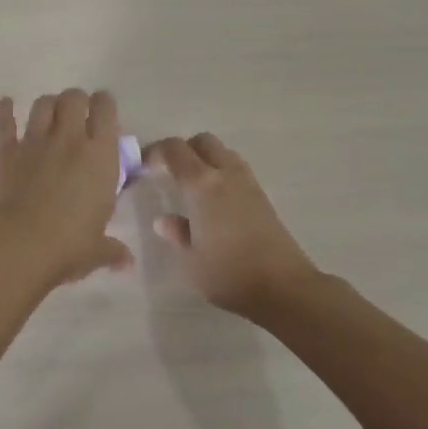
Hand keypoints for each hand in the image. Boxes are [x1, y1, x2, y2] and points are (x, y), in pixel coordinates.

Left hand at [0, 89, 131, 286]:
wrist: (19, 245)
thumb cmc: (68, 246)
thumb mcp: (97, 249)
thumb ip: (113, 250)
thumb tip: (127, 263)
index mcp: (100, 156)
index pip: (105, 110)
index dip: (104, 104)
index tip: (103, 109)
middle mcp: (69, 139)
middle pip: (73, 98)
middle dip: (76, 100)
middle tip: (77, 114)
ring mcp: (35, 141)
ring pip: (43, 104)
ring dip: (48, 105)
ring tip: (49, 113)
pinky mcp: (6, 150)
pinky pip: (5, 122)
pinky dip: (4, 110)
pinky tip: (5, 103)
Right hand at [143, 133, 319, 318]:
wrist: (284, 287)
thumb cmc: (229, 273)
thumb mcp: (191, 260)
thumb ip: (177, 234)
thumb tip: (164, 221)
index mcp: (201, 185)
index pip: (174, 149)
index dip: (155, 151)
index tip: (143, 166)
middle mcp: (225, 174)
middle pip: (203, 141)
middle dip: (183, 149)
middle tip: (169, 172)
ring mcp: (248, 183)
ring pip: (223, 152)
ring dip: (205, 159)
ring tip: (192, 186)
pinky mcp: (263, 197)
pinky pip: (236, 169)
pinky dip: (221, 173)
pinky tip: (215, 202)